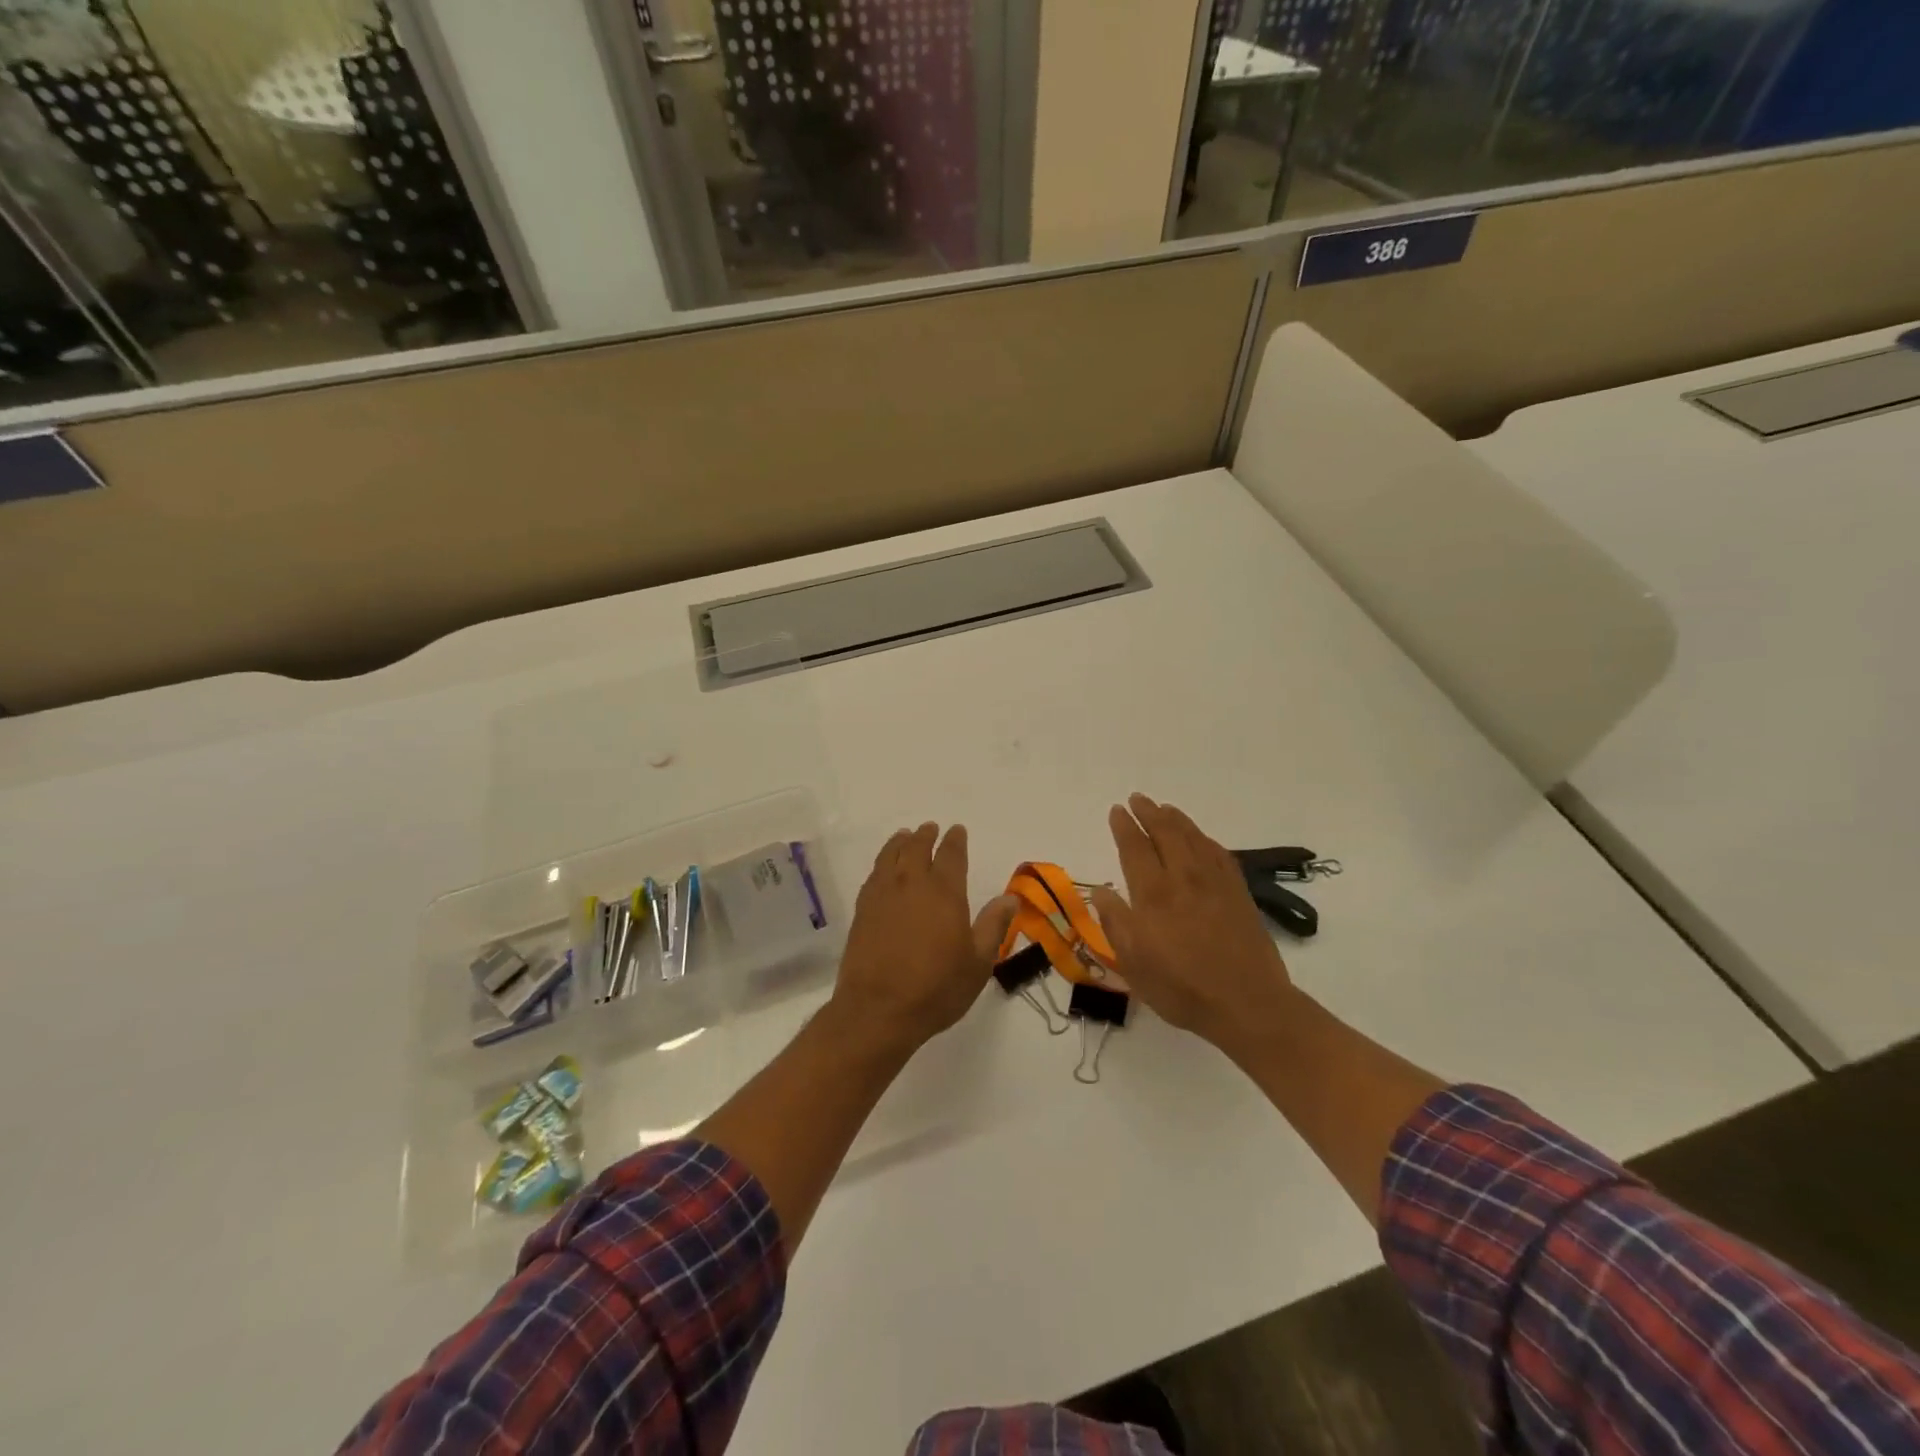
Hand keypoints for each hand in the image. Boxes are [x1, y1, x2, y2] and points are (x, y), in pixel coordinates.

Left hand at [830, 822, 1017, 1054]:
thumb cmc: (936, 988)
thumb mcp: (978, 962)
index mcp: (944, 892)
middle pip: (917, 848)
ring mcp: (883, 895)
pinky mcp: (862, 910)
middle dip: (925, 835)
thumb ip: (993, 925)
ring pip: (890, 855)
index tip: (957, 830)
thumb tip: (1010, 897)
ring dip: (899, 842)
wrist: (878, 1009)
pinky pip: (873, 875)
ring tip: (904, 836)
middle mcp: (912, 884)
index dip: (955, 840)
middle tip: (930, 828)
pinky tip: (883, 869)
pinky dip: (881, 863)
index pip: (951, 855)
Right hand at [1089, 794, 1298, 1055]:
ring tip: (1165, 808)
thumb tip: (1102, 891)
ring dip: (1176, 819)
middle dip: (1149, 813)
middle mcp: (1183, 878)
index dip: (1124, 826)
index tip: (1117, 811)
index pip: (1135, 848)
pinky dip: (1204, 839)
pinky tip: (1200, 838)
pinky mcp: (1238, 892)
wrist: (1247, 1003)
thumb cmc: (1182, 988)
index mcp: (1153, 894)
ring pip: (1193, 837)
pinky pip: (1218, 853)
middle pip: (1165, 833)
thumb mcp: (1134, 964)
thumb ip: (1115, 923)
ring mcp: (1215, 882)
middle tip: (1138, 799)